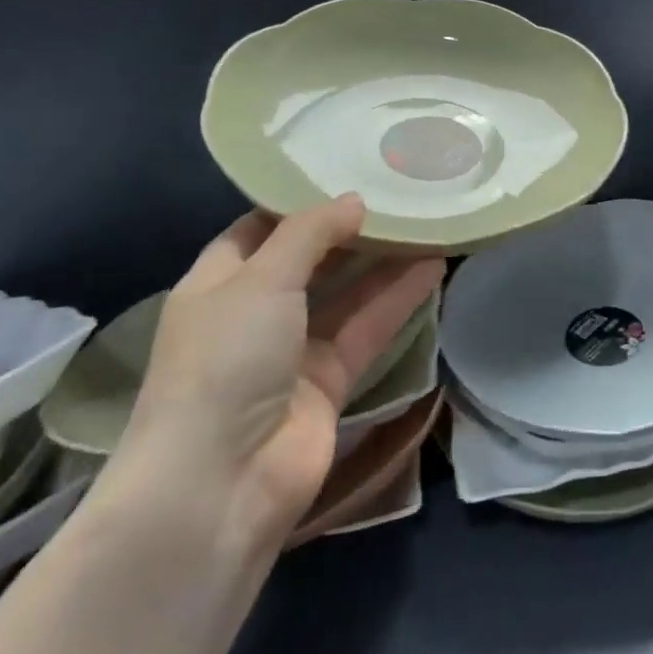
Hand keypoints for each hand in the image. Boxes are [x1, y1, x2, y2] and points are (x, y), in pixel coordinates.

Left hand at [110, 196, 443, 560]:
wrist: (220, 483)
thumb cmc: (225, 361)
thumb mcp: (261, 280)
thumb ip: (310, 234)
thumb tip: (354, 201)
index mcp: (218, 284)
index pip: (261, 229)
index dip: (301, 202)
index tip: (347, 170)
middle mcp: (255, 313)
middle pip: (310, 260)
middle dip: (351, 230)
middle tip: (399, 192)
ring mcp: (294, 351)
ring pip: (347, 294)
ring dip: (384, 262)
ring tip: (428, 221)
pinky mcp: (330, 383)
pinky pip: (368, 330)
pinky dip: (398, 300)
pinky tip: (434, 266)